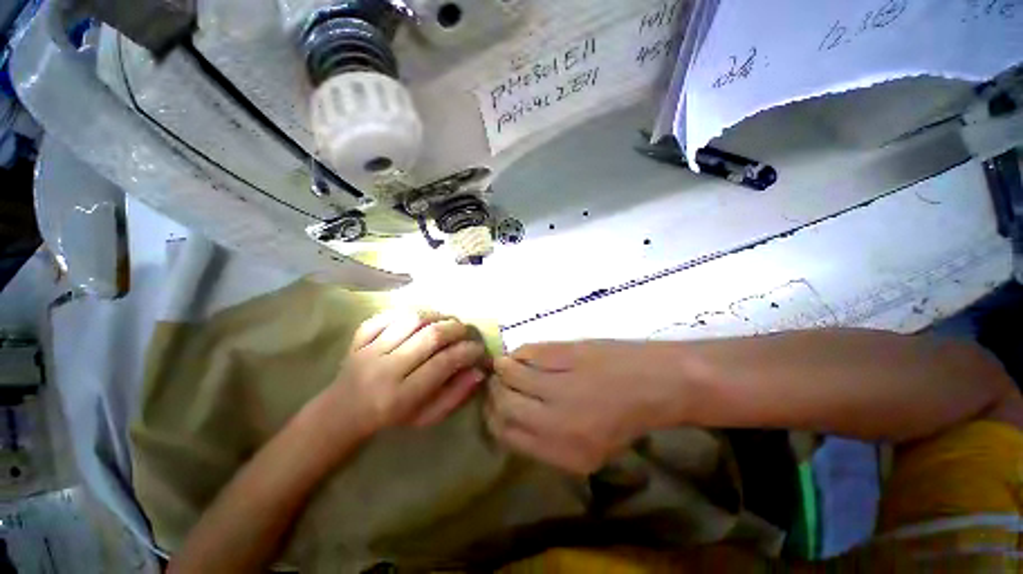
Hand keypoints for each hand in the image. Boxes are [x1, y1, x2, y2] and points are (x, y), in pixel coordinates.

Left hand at [318, 310, 488, 438]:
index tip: (479, 349)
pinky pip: (389, 314)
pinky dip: (410, 311)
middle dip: (457, 329)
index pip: (444, 363)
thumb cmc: (390, 419)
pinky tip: (423, 319)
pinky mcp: (359, 336)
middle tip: (467, 331)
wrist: (342, 413)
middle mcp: (385, 369)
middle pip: (431, 336)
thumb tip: (478, 370)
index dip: (468, 352)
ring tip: (448, 321)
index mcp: (401, 396)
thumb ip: (455, 395)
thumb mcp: (426, 417)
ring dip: (438, 315)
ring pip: (412, 319)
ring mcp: (369, 349)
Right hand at [486, 341, 687, 473]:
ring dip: (502, 368)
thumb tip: (510, 418)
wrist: (654, 383)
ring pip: (509, 373)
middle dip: (493, 391)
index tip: (492, 406)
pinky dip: (519, 353)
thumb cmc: (623, 420)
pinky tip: (522, 355)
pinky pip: (527, 352)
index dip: (492, 417)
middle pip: (503, 402)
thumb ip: (546, 443)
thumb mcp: (588, 452)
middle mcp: (557, 420)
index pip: (506, 434)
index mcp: (563, 452)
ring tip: (506, 366)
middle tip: (496, 383)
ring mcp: (562, 383)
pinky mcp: (566, 353)